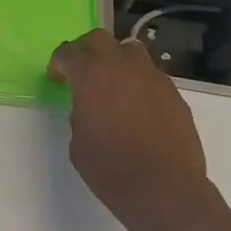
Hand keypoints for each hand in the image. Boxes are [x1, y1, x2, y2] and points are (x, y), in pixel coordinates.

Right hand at [49, 29, 214, 230]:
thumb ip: (79, 114)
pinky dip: (139, 83)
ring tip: (112, 84)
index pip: (68, 53)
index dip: (58, 63)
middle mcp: (123, 66)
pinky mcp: (175, 94)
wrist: (165, 190)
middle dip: (85, 50)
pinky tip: (137, 107)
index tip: (56, 76)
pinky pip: (151, 76)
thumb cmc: (111, 168)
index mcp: (92, 74)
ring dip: (116, 60)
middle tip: (80, 70)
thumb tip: (90, 107)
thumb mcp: (78, 142)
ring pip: (130, 51)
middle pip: (100, 39)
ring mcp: (153, 77)